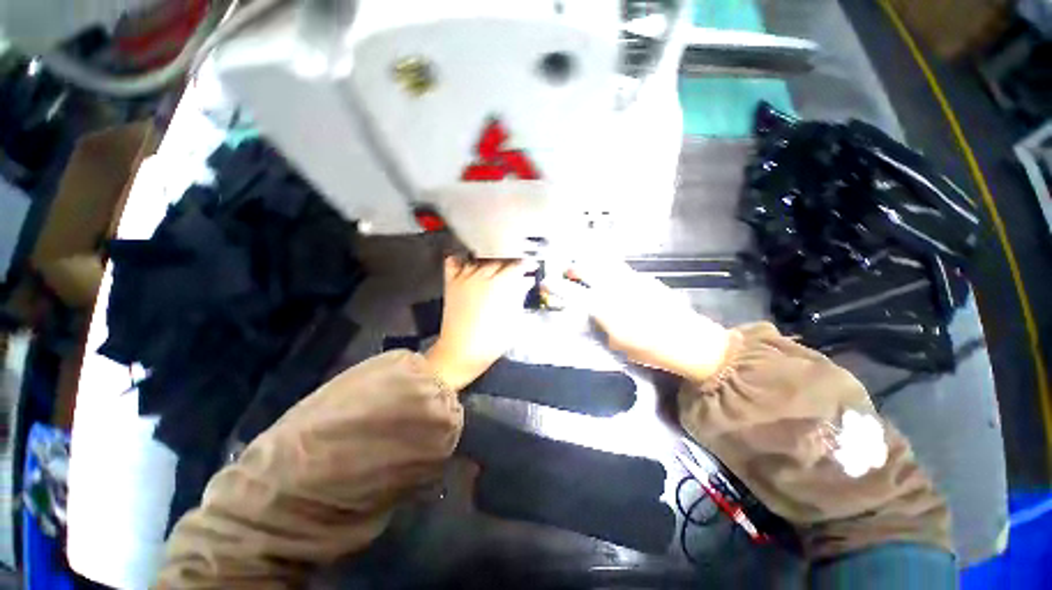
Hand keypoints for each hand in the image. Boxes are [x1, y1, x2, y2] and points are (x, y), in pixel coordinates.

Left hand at [424, 257, 532, 390]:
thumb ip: (520, 295)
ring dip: (489, 261)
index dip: (525, 265)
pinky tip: (469, 264)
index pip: (516, 265)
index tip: (529, 266)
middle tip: (515, 269)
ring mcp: (465, 279)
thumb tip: (525, 282)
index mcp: (501, 285)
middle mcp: (482, 277)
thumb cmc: (491, 341)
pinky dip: (462, 260)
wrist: (461, 351)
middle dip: (509, 262)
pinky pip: (454, 263)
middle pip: (499, 259)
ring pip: (480, 259)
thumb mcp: (515, 319)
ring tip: (496, 268)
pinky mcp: (451, 284)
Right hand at [566, 261, 731, 382]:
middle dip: (572, 267)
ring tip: (584, 268)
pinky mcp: (645, 278)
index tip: (545, 282)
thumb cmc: (649, 349)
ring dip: (590, 263)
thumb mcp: (616, 342)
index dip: (556, 286)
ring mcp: (632, 279)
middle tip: (566, 271)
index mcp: (606, 307)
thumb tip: (591, 311)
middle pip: (587, 267)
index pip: (573, 292)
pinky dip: (608, 267)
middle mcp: (616, 287)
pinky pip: (620, 268)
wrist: (689, 340)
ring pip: (604, 262)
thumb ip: (600, 323)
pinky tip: (609, 276)